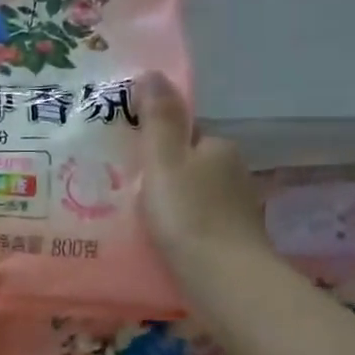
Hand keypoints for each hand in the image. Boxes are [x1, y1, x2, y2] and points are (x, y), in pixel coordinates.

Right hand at [138, 71, 270, 273]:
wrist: (224, 282)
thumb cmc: (188, 216)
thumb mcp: (164, 161)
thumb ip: (158, 118)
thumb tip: (153, 71)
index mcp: (218, 148)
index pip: (183, 135)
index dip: (153, 144)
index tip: (124, 160)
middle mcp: (233, 174)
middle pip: (187, 168)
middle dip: (159, 178)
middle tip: (118, 193)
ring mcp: (235, 211)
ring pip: (192, 199)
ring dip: (168, 207)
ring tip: (131, 222)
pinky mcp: (231, 244)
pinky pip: (196, 227)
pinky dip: (179, 232)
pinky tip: (158, 246)